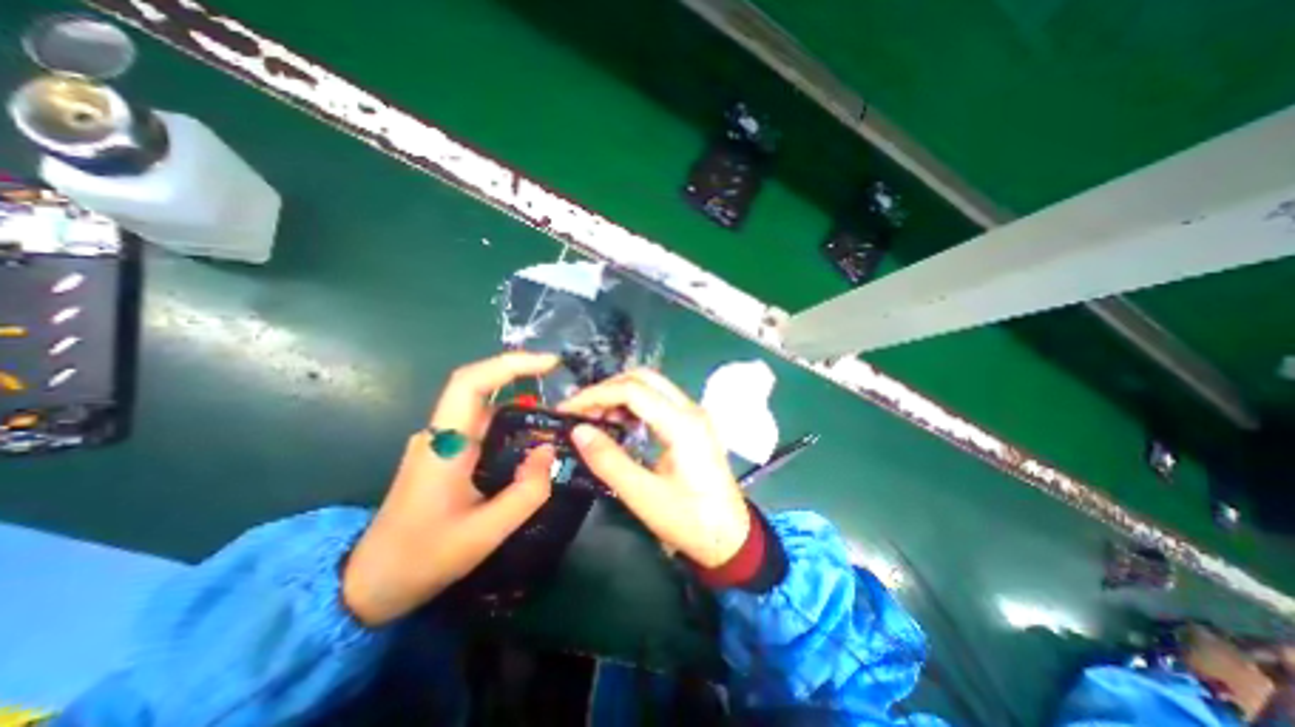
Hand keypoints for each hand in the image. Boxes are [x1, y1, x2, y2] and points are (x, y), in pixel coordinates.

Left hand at [343, 351, 560, 624]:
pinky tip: (531, 434)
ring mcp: (440, 441)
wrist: (369, 584)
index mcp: (444, 446)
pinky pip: (482, 423)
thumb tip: (549, 450)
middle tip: (559, 377)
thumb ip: (526, 491)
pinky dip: (510, 419)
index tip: (550, 363)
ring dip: (518, 397)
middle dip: (520, 373)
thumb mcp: (486, 532)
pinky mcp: (446, 452)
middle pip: (478, 385)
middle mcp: (440, 434)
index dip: (510, 364)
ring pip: (482, 405)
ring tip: (555, 406)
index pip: (470, 383)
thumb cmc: (424, 558)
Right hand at [557, 368, 748, 567]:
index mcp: (682, 424)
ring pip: (652, 386)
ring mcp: (694, 414)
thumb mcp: (644, 496)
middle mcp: (691, 409)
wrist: (732, 538)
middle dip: (607, 389)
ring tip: (595, 418)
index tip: (567, 410)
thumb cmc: (690, 521)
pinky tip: (619, 422)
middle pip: (644, 378)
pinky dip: (635, 404)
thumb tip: (578, 430)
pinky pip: (659, 401)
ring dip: (621, 394)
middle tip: (581, 411)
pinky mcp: (693, 424)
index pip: (632, 390)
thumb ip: (609, 461)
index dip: (595, 395)